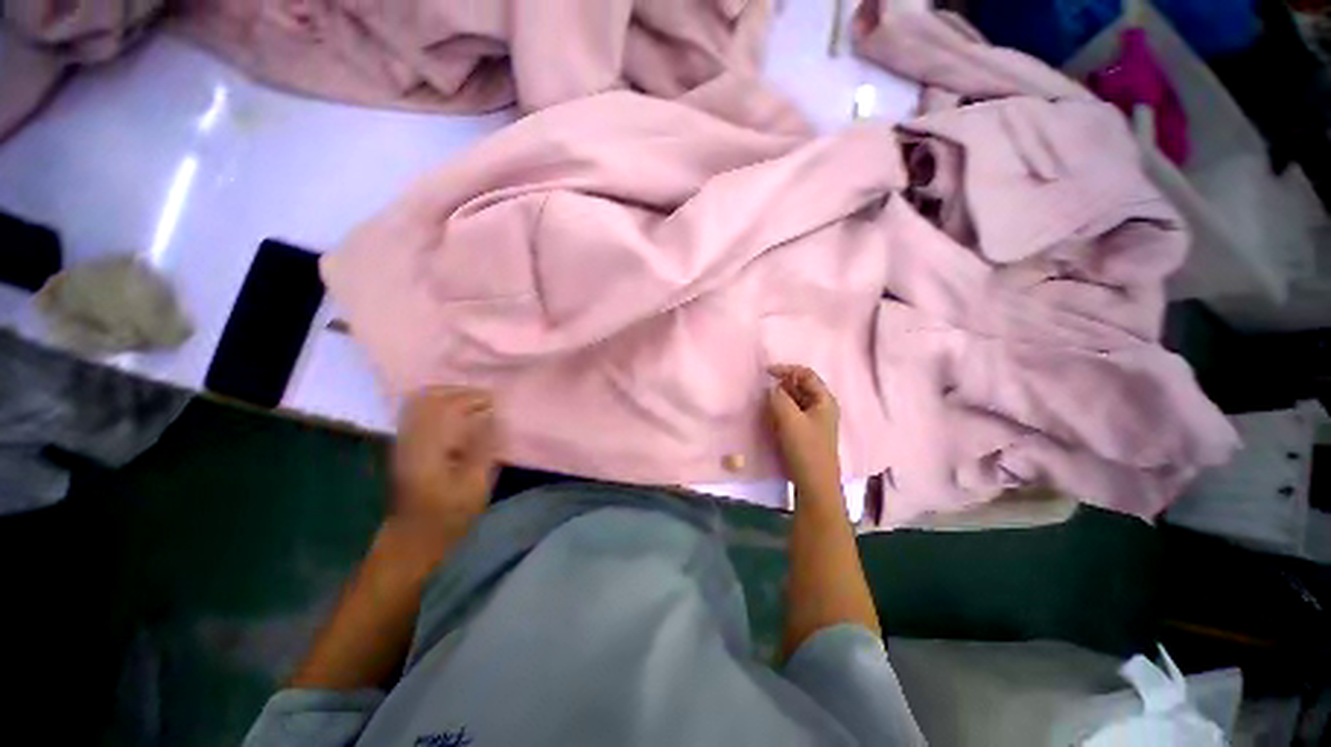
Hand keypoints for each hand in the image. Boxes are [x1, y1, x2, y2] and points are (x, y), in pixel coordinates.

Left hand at [392, 386, 500, 535]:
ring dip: (450, 395)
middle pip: (431, 397)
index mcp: (429, 448)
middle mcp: (411, 438)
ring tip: (474, 403)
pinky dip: (438, 403)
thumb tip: (491, 415)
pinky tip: (456, 413)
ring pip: (421, 401)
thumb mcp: (476, 485)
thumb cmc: (450, 514)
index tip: (496, 403)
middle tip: (487, 400)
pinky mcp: (404, 444)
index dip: (474, 398)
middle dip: (462, 392)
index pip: (448, 407)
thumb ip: (483, 447)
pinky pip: (417, 411)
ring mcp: (404, 440)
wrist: (413, 537)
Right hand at [767, 364, 840, 493]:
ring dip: (780, 397)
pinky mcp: (806, 432)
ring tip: (764, 401)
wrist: (814, 484)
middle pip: (801, 386)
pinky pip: (792, 413)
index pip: (806, 374)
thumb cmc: (805, 449)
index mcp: (824, 400)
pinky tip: (770, 415)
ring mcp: (814, 420)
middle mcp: (821, 407)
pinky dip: (781, 410)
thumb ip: (778, 398)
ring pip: (795, 400)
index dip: (786, 369)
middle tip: (763, 389)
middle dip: (782, 384)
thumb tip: (771, 388)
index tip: (766, 372)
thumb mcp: (789, 419)